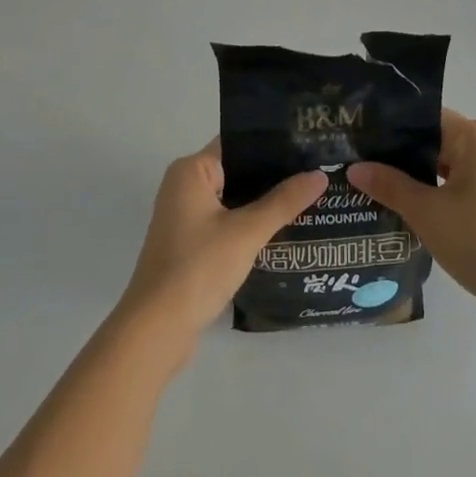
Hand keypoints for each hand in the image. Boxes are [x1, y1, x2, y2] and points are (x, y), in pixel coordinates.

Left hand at [115, 140, 325, 361]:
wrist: (156, 331)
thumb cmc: (198, 268)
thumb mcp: (247, 232)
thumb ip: (284, 202)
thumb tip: (320, 175)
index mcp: (191, 171)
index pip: (238, 144)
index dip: (273, 145)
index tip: (308, 146)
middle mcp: (184, 187)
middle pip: (238, 171)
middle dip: (274, 176)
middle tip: (317, 173)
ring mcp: (186, 218)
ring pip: (234, 200)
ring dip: (264, 203)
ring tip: (310, 198)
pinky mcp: (191, 245)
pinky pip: (228, 223)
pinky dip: (251, 225)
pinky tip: (284, 230)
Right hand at [349, 109, 475, 315]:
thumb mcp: (426, 212)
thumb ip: (389, 185)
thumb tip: (354, 168)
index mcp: (473, 135)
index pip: (422, 119)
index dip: (389, 130)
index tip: (358, 142)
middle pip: (432, 139)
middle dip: (397, 155)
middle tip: (357, 165)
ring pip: (442, 162)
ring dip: (413, 175)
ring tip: (372, 185)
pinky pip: (455, 180)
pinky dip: (432, 189)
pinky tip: (403, 204)